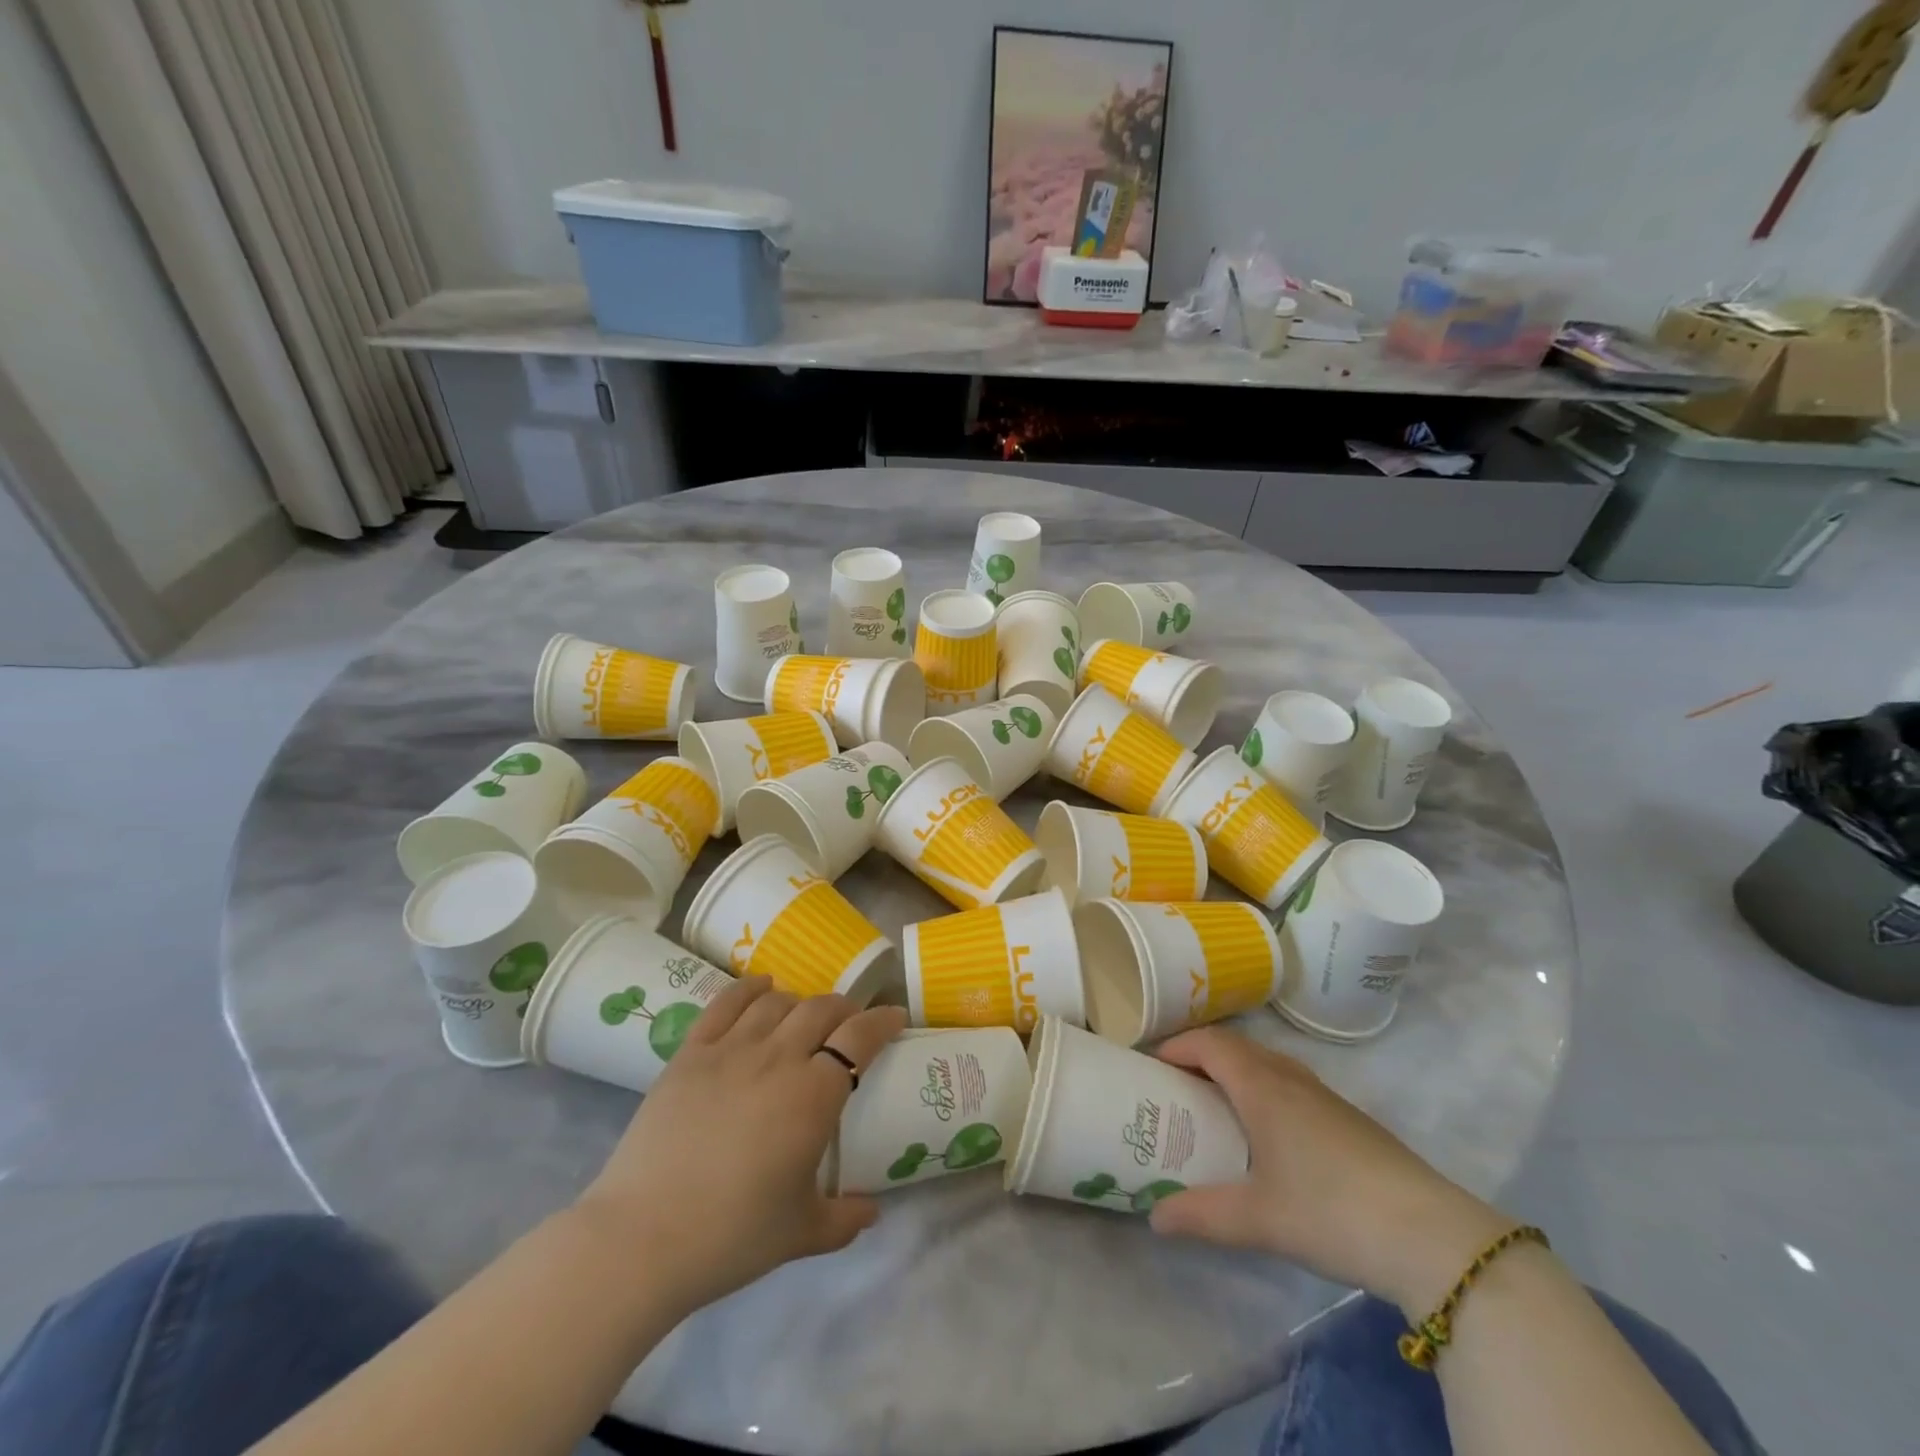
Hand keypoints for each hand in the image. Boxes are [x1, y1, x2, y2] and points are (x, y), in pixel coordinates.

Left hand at [572, 976, 906, 1314]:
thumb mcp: (801, 1233)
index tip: (895, 1018)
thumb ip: (845, 1219)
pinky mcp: (690, 1052)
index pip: (860, 1037)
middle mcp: (778, 1058)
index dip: (883, 1021)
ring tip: (805, 1015)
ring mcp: (731, 1049)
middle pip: (821, 1009)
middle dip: (845, 1008)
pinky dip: (750, 988)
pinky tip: (762, 988)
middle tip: (851, 1022)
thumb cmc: (732, 1235)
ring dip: (800, 1001)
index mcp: (814, 1095)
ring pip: (777, 1002)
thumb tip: (873, 1212)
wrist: (642, 1238)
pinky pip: (726, 1003)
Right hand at [1146, 1028, 1511, 1314]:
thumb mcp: (1257, 1219)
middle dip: (1200, 1056)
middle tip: (1175, 1086)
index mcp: (1262, 1086)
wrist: (1431, 1236)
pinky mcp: (1349, 1119)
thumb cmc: (1330, 1211)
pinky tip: (1268, 1134)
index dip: (1176, 1046)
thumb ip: (1201, 1215)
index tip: (1151, 1065)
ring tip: (1215, 1106)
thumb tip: (1154, 1218)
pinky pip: (1290, 1083)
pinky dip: (1263, 1089)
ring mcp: (1324, 1096)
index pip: (1209, 1043)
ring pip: (1267, 1063)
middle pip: (1236, 1046)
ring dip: (1235, 1071)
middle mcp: (1290, 1077)